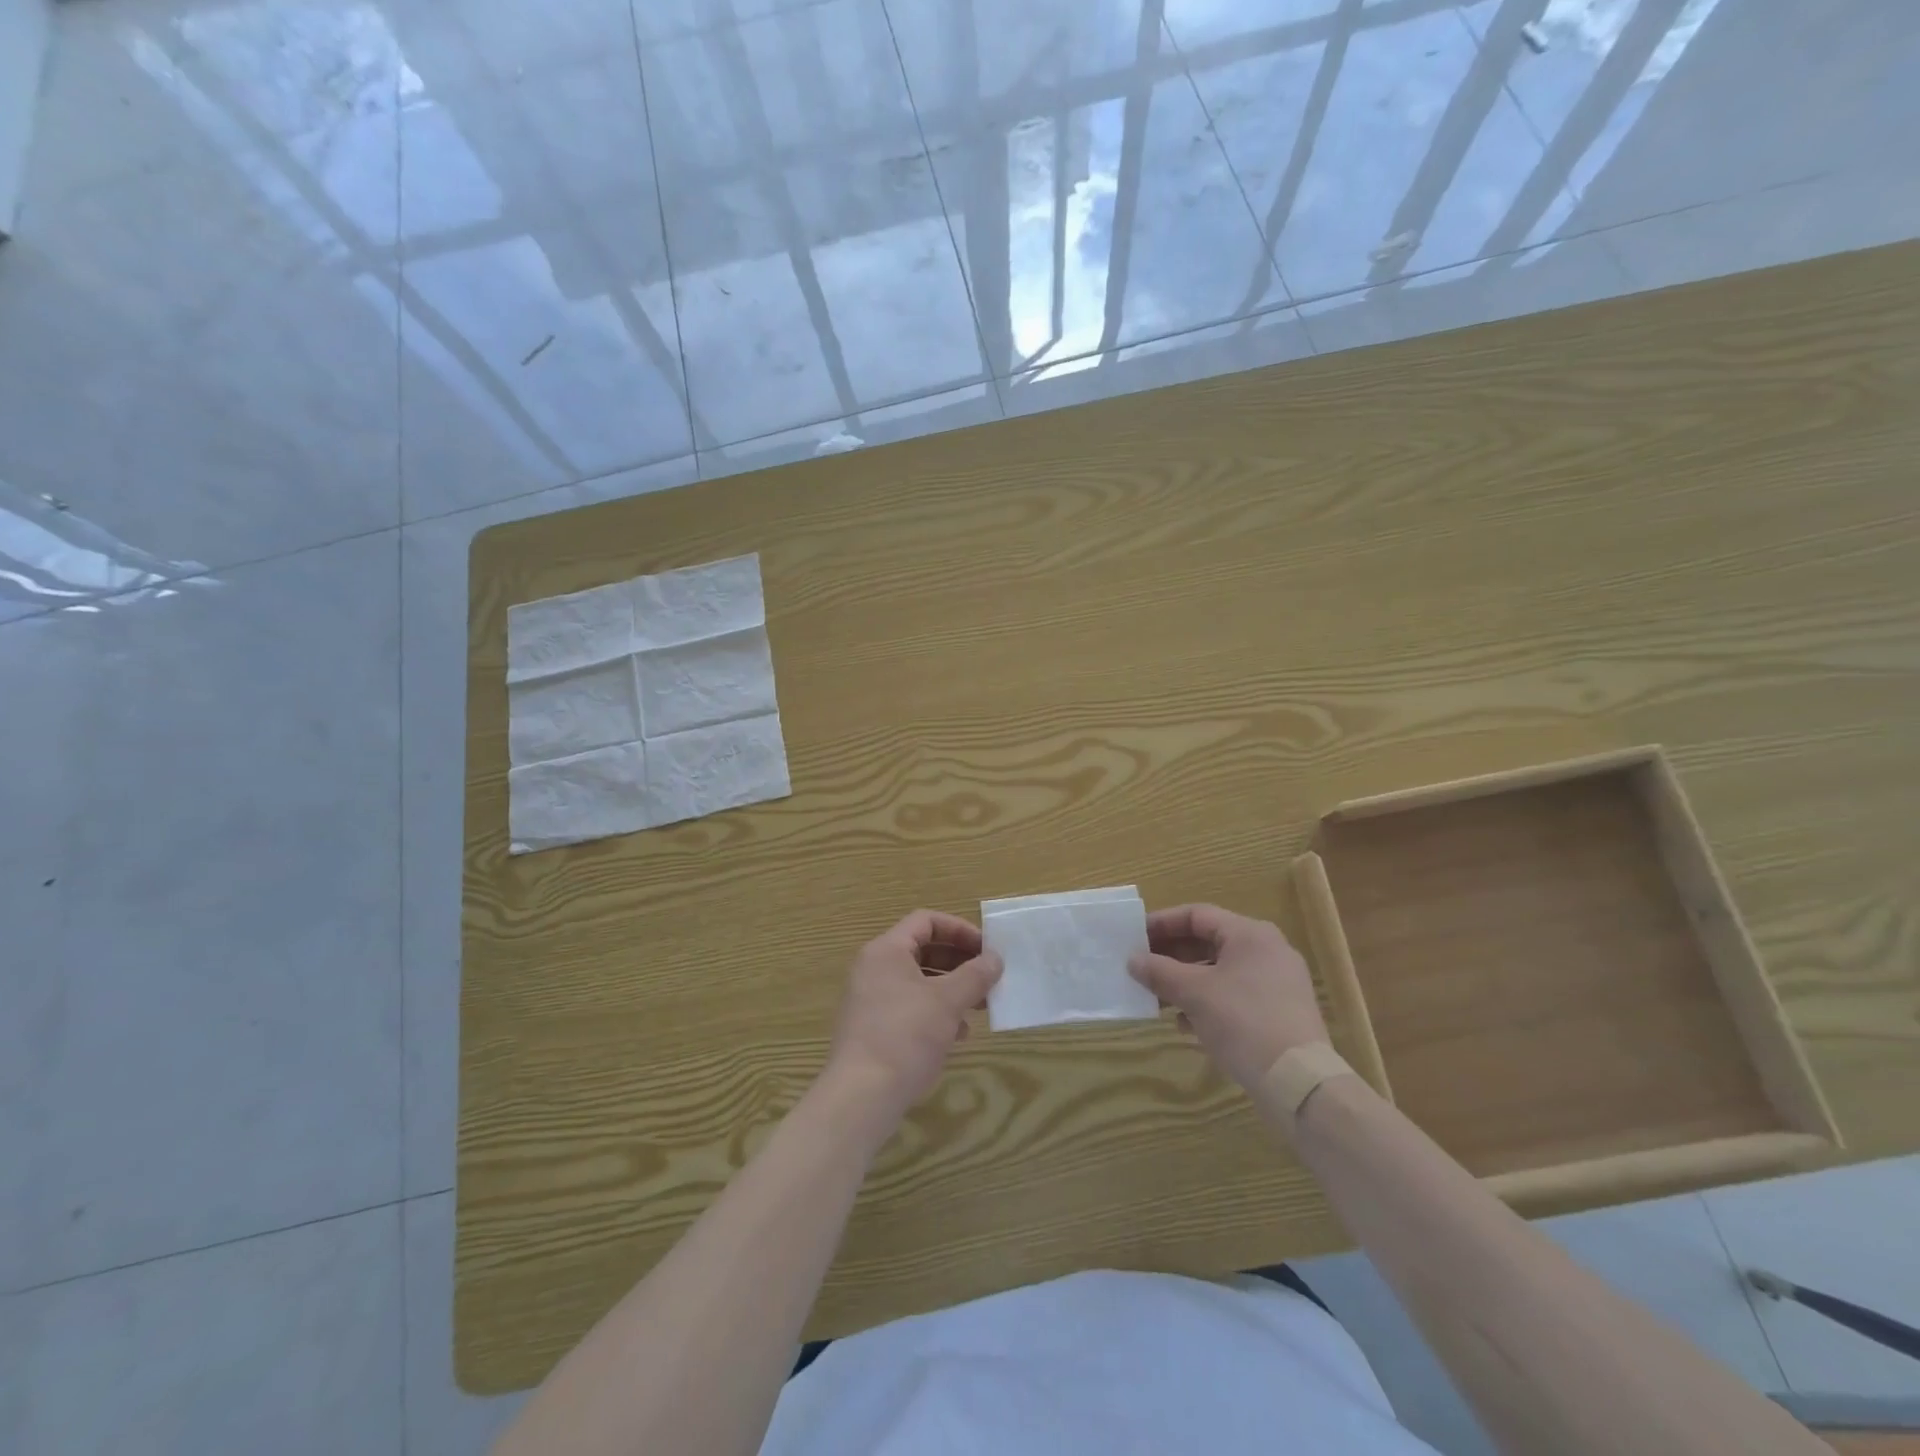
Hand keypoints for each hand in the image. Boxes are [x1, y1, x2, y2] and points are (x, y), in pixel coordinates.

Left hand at [823, 910, 1001, 1127]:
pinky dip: (935, 1012)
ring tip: (979, 1007)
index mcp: (886, 950)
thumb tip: (995, 959)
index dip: (960, 930)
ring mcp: (871, 999)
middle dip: (959, 962)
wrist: (861, 1096)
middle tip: (988, 978)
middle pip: (923, 950)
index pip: (926, 921)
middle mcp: (874, 968)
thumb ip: (975, 975)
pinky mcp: (873, 1028)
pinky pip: (909, 1007)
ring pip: (918, 981)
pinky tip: (957, 1035)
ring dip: (951, 989)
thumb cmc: (905, 1035)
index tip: (987, 950)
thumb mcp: (948, 1001)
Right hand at [1128, 903, 1327, 1090]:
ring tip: (1158, 998)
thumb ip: (1159, 972)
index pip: (1197, 915)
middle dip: (1172, 956)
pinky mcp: (1280, 1012)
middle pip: (1209, 942)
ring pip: (1220, 971)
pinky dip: (1208, 1002)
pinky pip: (1235, 995)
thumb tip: (1132, 960)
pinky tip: (1187, 1025)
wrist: (1299, 1083)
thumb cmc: (1243, 1022)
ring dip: (1186, 982)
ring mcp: (1278, 982)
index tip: (1134, 937)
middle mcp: (1267, 950)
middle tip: (1142, 968)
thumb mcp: (1194, 994)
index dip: (1162, 923)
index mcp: (1250, 934)